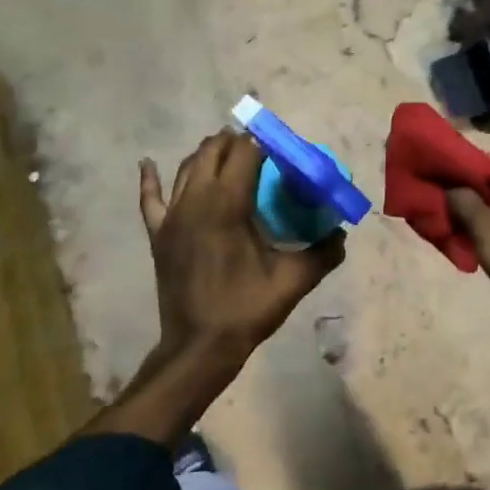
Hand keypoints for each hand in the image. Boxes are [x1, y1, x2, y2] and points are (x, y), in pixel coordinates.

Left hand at [139, 131, 345, 368]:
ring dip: (207, 154)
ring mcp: (172, 215)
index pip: (244, 152)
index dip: (263, 143)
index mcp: (227, 203)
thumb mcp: (292, 281)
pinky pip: (150, 198)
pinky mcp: (159, 233)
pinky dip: (150, 179)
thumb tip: (341, 234)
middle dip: (235, 142)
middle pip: (213, 151)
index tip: (281, 150)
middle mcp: (196, 199)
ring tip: (227, 153)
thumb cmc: (246, 309)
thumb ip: (323, 253)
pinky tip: (148, 163)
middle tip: (259, 151)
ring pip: (186, 167)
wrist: (199, 347)